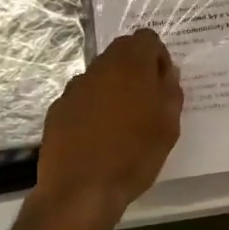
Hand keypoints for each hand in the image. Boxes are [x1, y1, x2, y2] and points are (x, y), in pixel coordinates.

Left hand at [35, 30, 182, 222]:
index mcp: (131, 65)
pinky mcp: (58, 108)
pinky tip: (97, 136)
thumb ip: (170, 92)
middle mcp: (100, 67)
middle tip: (146, 102)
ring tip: (121, 123)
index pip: (147, 38)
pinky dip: (92, 108)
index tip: (162, 83)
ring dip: (113, 88)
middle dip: (136, 69)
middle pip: (121, 52)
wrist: (81, 190)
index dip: (158, 56)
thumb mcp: (168, 127)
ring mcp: (75, 87)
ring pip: (100, 75)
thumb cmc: (134, 156)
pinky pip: (81, 98)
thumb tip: (166, 74)